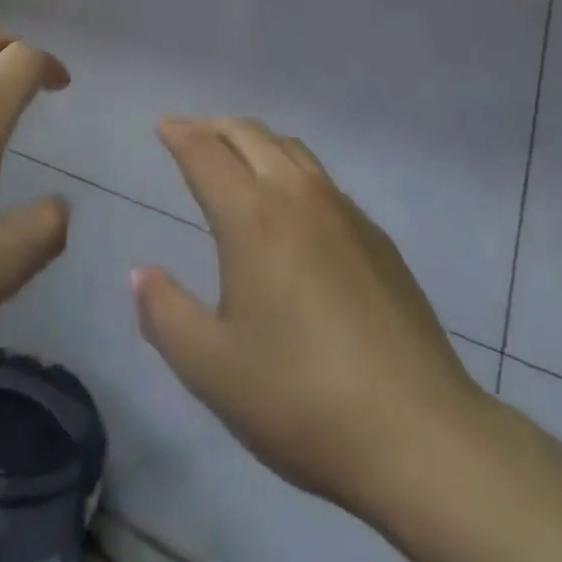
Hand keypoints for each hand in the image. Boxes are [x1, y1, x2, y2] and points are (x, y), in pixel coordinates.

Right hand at [133, 118, 488, 530]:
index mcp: (252, 217)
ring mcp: (344, 212)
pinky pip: (322, 180)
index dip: (180, 135)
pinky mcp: (377, 238)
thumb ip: (165, 315)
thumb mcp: (212, 369)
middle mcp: (297, 196)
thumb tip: (141, 274)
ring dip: (255, 140)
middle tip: (191, 133)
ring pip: (290, 149)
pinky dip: (290, 168)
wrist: (420, 436)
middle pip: (249, 135)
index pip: (206, 154)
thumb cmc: (302, 398)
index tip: (163, 125)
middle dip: (214, 127)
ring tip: (237, 155)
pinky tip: (292, 206)